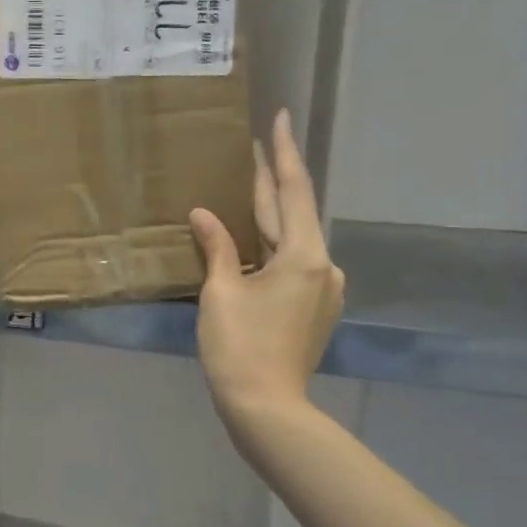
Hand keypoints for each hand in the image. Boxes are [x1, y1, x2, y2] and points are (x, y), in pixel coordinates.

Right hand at [188, 109, 344, 439]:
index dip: (283, 152)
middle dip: (274, 180)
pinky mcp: (314, 307)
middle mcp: (323, 266)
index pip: (292, 190)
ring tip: (252, 186)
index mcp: (303, 256)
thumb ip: (217, 248)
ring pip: (293, 239)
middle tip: (259, 145)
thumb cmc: (238, 347)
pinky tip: (256, 238)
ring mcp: (322, 289)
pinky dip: (273, 245)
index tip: (281, 117)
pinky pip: (293, 262)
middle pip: (294, 213)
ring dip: (272, 214)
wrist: (266, 408)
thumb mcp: (220, 293)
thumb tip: (203, 215)